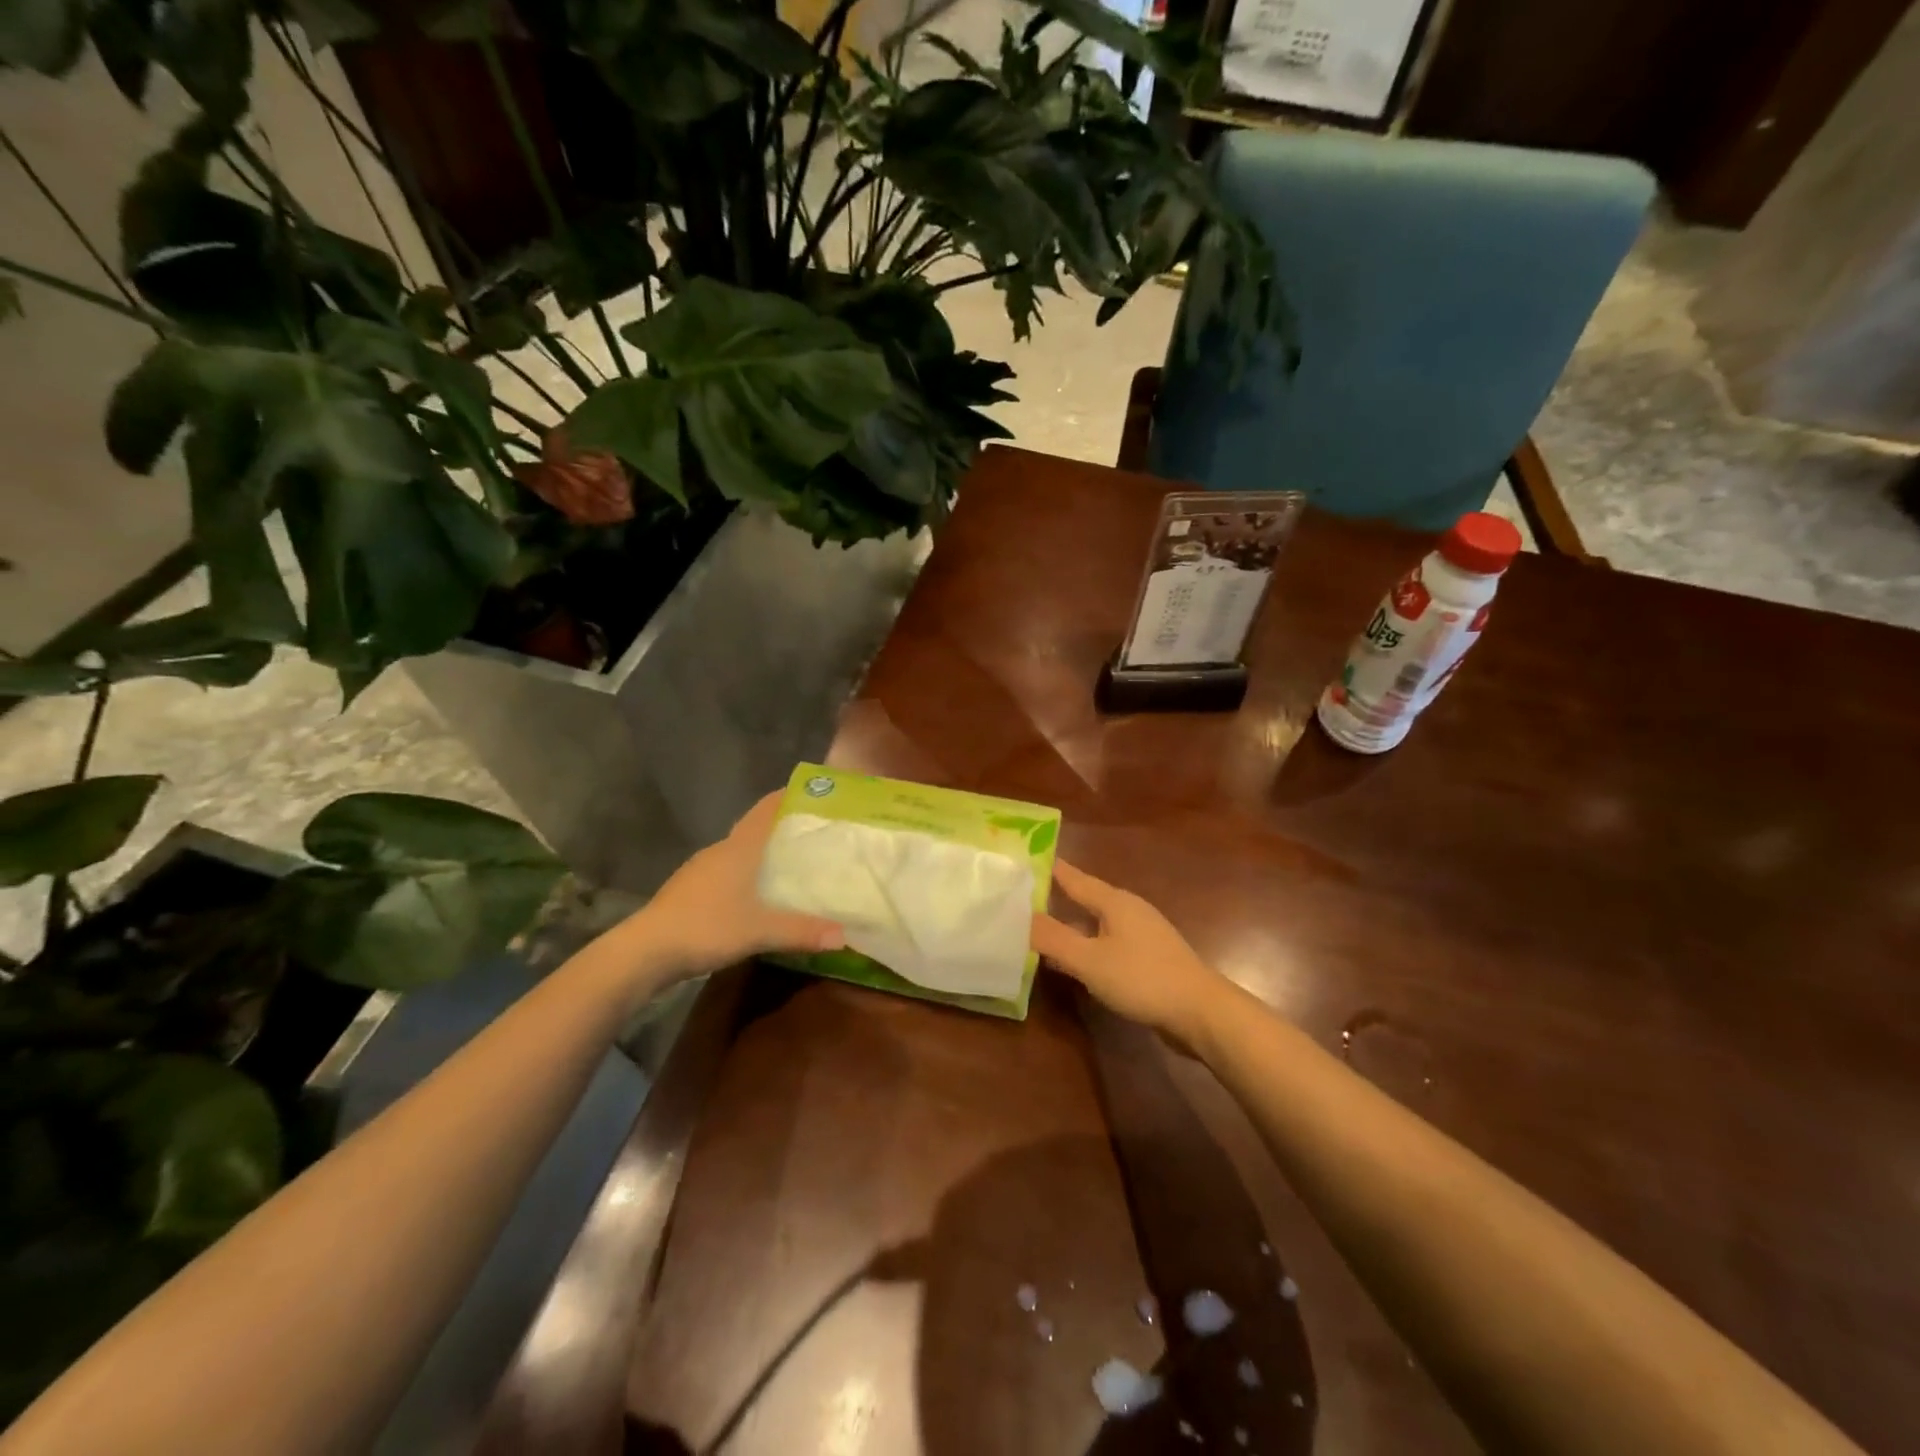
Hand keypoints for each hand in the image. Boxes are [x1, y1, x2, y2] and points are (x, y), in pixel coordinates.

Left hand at [625, 792, 843, 980]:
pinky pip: (726, 872)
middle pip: (754, 829)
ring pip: (738, 852)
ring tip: (791, 864)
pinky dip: (745, 875)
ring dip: (762, 854)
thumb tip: (844, 935)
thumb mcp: (759, 931)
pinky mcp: (689, 890)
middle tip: (814, 835)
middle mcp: (719, 851)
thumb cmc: (706, 927)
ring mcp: (700, 870)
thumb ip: (802, 931)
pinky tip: (755, 895)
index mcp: (738, 849)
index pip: (765, 810)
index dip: (787, 797)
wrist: (644, 951)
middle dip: (782, 829)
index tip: (813, 792)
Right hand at [1032, 860, 1231, 1044]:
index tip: (1022, 860)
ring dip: (1069, 926)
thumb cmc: (1143, 979)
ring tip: (1038, 930)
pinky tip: (1073, 961)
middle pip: (1084, 898)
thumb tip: (1019, 916)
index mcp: (1114, 901)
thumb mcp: (1090, 960)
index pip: (1073, 877)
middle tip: (1020, 897)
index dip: (1047, 869)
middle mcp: (1128, 910)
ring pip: (1095, 923)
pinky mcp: (1148, 958)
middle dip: (1055, 898)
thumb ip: (1053, 938)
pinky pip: (1106, 943)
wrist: (1201, 1013)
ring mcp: (1141, 934)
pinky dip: (1085, 946)